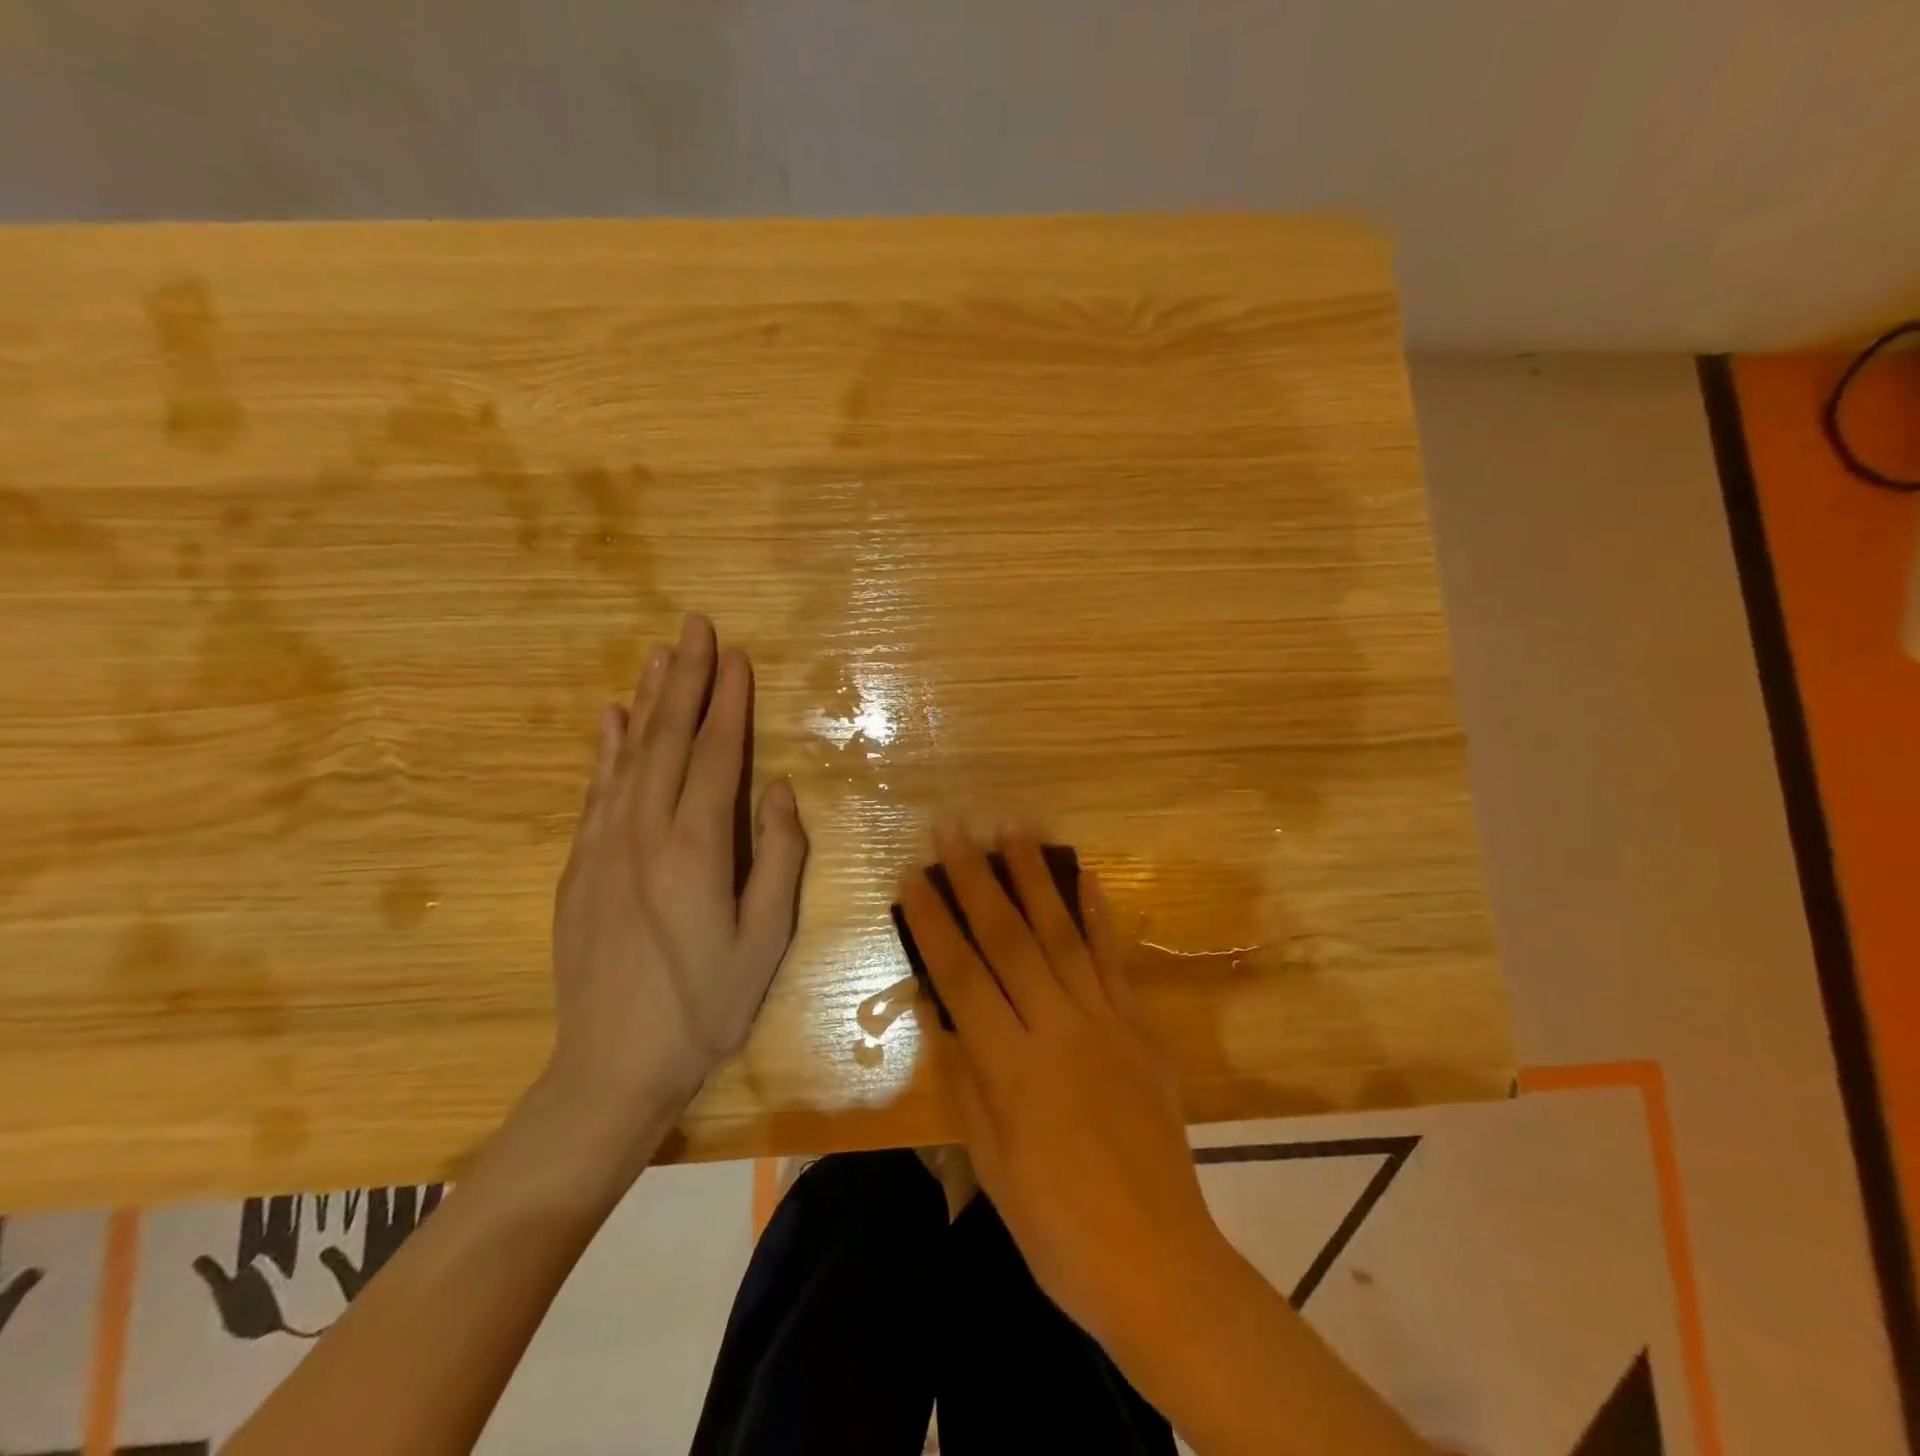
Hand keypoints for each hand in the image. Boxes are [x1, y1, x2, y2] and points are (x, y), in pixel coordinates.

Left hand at [544, 613, 807, 1173]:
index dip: (728, 703)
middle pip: (668, 739)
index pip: (716, 755)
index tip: (736, 656)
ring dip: (648, 699)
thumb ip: (779, 858)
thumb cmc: (705, 1006)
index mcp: (695, 850)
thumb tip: (780, 789)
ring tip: (660, 653)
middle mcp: (643, 833)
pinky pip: (597, 790)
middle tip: (694, 626)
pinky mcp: (579, 866)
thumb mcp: (766, 940)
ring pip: (628, 755)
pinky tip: (612, 719)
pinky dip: (607, 748)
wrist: (610, 1066)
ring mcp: (603, 847)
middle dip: (685, 678)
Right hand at [899, 821, 1224, 1357]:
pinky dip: (1098, 915)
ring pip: (1063, 935)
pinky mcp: (1141, 1029)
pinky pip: (1115, 961)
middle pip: (1010, 940)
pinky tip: (1085, 877)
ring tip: (1014, 829)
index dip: (934, 922)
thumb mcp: (989, 1160)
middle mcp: (1059, 1030)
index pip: (962, 977)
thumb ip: (965, 1075)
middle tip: (955, 828)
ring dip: (1035, 878)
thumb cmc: (1055, 1225)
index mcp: (1012, 1068)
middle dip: (977, 879)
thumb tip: (941, 1007)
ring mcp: (1106, 1023)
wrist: (1157, 1260)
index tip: (913, 876)